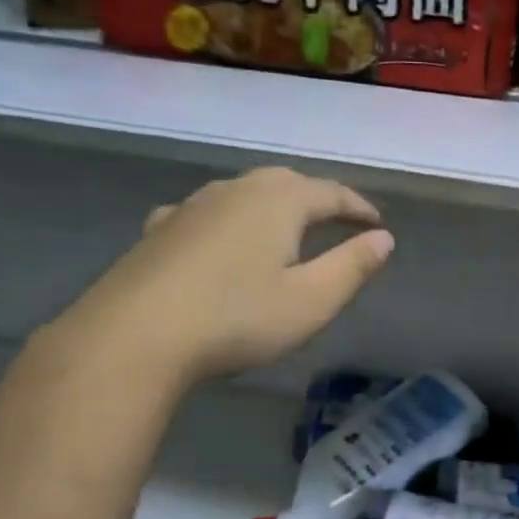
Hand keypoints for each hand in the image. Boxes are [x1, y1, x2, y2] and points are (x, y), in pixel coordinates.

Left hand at [51, 167, 393, 388]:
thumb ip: (352, 267)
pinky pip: (207, 213)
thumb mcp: (311, 300)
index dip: (359, 208)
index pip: (332, 194)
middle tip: (339, 221)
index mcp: (279, 201)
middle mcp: (236, 190)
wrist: (134, 335)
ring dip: (274, 206)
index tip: (378, 225)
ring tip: (287, 228)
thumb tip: (384, 239)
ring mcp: (192, 206)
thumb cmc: (237, 318)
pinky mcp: (159, 229)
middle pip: (288, 183)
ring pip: (245, 194)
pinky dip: (229, 220)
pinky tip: (219, 237)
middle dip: (318, 199)